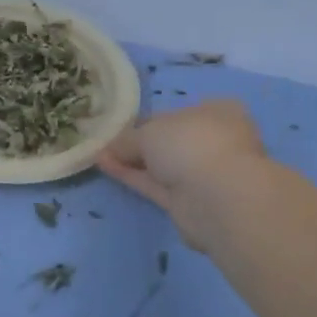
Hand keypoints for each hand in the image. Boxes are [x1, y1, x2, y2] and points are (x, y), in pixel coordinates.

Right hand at [97, 100, 269, 249]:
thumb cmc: (192, 144)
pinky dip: (132, 176)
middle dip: (138, 142)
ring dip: (132, 160)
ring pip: (162, 165)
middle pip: (169, 140)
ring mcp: (203, 175)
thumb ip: (128, 138)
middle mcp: (214, 141)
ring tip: (98, 154)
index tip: (121, 124)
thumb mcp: (150, 130)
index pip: (178, 113)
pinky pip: (155, 185)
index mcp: (218, 112)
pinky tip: (105, 167)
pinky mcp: (189, 203)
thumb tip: (110, 147)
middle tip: (106, 141)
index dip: (148, 118)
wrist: (218, 198)